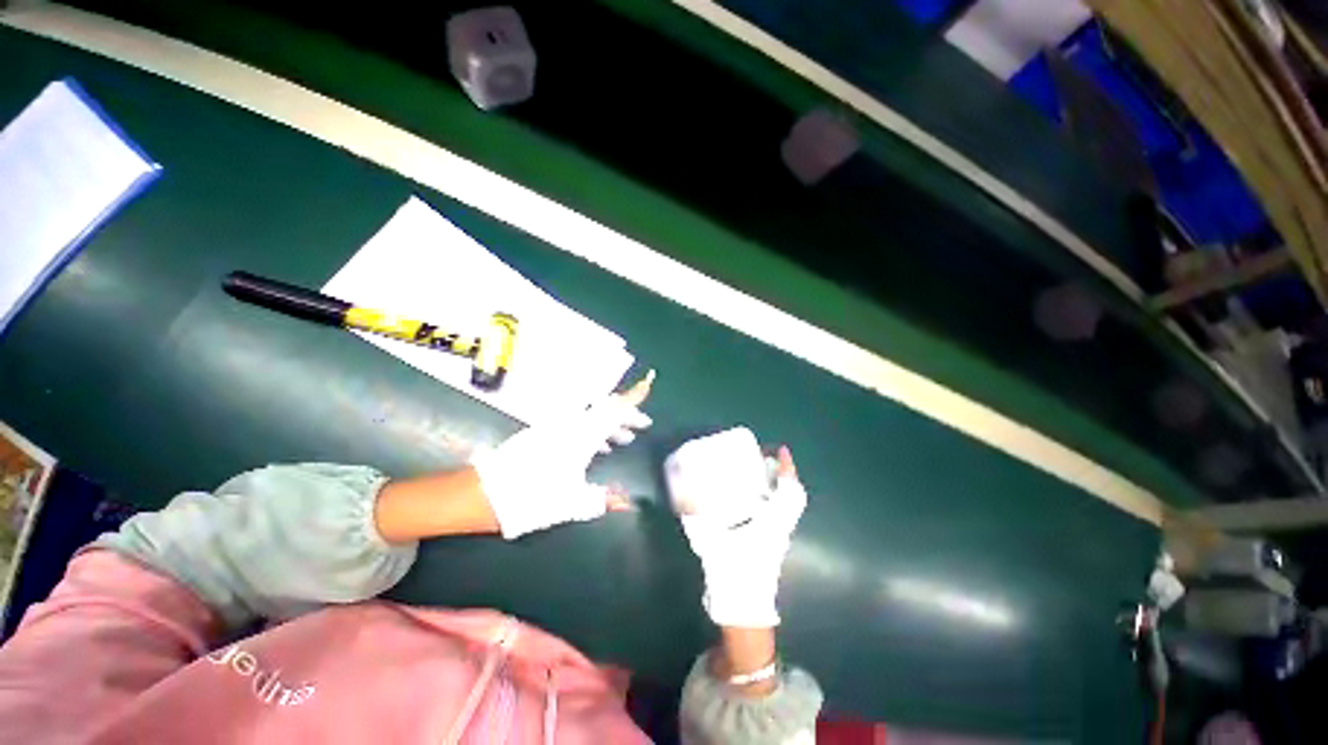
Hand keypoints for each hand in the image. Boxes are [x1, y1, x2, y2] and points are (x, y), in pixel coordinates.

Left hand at [471, 373, 653, 538]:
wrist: (485, 493)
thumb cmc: (532, 497)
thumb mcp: (572, 503)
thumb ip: (603, 499)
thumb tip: (628, 503)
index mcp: (580, 436)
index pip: (613, 410)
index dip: (633, 397)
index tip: (649, 381)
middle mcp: (570, 425)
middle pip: (606, 410)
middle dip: (627, 415)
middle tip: (643, 425)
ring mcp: (555, 427)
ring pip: (592, 418)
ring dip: (611, 424)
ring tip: (626, 438)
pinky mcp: (545, 433)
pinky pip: (578, 425)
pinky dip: (594, 432)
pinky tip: (598, 448)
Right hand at [681, 445, 805, 627]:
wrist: (744, 608)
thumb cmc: (733, 573)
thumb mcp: (711, 543)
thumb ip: (695, 520)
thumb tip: (683, 501)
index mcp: (772, 523)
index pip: (788, 492)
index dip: (786, 468)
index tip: (780, 450)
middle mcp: (781, 526)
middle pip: (794, 496)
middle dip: (786, 474)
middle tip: (769, 459)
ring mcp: (781, 536)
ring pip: (790, 504)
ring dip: (781, 485)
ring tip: (763, 472)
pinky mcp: (775, 542)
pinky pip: (782, 513)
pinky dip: (775, 498)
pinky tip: (755, 496)